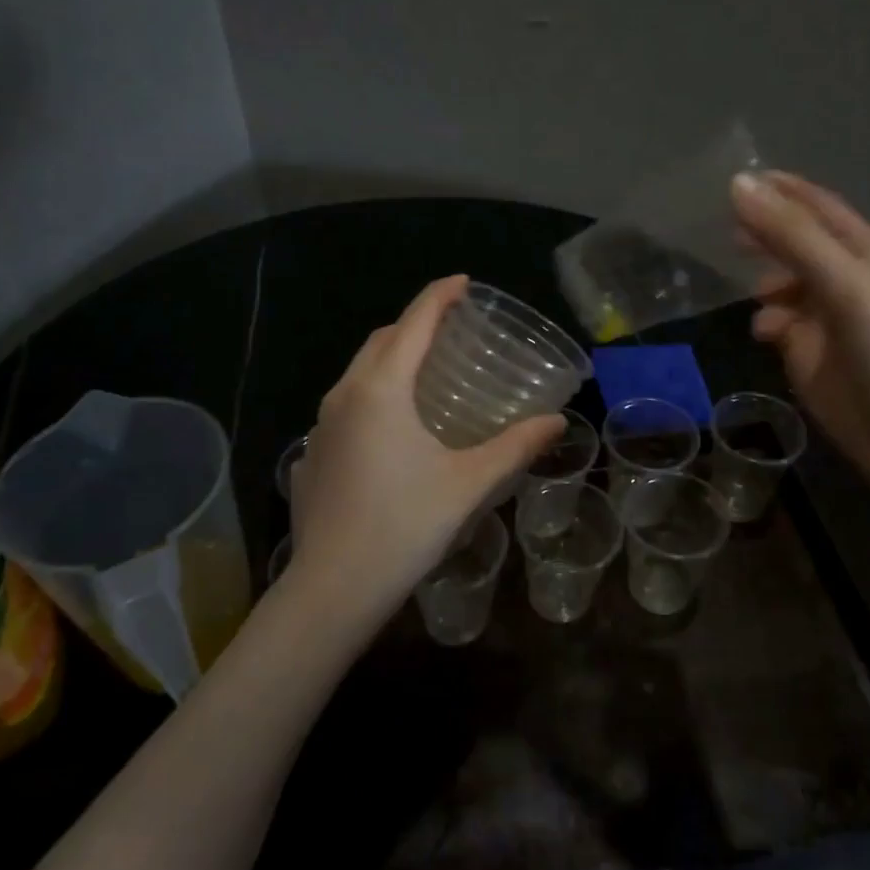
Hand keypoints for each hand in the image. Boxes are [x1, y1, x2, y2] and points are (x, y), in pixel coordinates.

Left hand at [287, 276, 564, 622]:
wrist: (334, 587)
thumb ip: (515, 446)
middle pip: (382, 340)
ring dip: (392, 357)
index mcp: (382, 390)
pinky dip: (374, 393)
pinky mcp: (313, 454)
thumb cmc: (405, 525)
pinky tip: (394, 426)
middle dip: (415, 323)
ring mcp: (321, 426)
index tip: (463, 281)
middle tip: (451, 327)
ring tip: (426, 370)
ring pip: (359, 372)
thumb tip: (556, 422)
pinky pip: (346, 405)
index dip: (439, 296)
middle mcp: (345, 396)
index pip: (414, 323)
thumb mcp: (469, 483)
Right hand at [731, 171, 869, 492]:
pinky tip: (762, 334)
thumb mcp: (843, 284)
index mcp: (863, 252)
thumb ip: (791, 236)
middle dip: (765, 233)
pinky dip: (766, 321)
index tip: (736, 177)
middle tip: (723, 230)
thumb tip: (738, 184)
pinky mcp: (813, 356)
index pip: (816, 206)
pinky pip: (781, 325)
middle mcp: (846, 279)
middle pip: (798, 243)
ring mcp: (829, 319)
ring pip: (785, 285)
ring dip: (762, 280)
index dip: (780, 189)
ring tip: (743, 288)